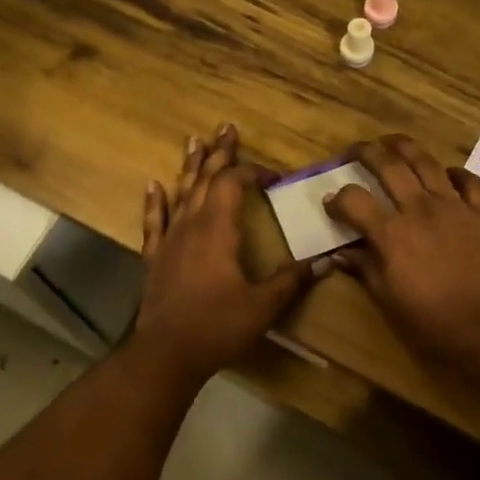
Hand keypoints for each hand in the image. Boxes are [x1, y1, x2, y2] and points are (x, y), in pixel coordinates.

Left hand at [134, 124, 318, 381]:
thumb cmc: (218, 325)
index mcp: (219, 229)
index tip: (274, 177)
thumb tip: (326, 261)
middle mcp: (192, 224)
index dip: (253, 173)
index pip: (234, 184)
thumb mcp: (263, 305)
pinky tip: (153, 185)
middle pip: (205, 178)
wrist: (167, 352)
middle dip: (219, 153)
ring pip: (181, 192)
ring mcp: (170, 240)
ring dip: (189, 166)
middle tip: (226, 127)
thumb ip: (293, 281)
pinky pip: (154, 222)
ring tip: (194, 140)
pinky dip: (154, 202)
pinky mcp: (155, 258)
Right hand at [324, 135, 479, 371]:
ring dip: (406, 148)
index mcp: (391, 234)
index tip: (331, 203)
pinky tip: (446, 175)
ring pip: (426, 163)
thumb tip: (341, 254)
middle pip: (388, 166)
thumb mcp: (389, 301)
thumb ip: (365, 270)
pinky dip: (454, 173)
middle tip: (356, 150)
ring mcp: (454, 207)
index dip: (337, 199)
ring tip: (393, 143)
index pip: (353, 200)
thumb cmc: (434, 323)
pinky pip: (468, 180)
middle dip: (367, 153)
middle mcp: (419, 209)